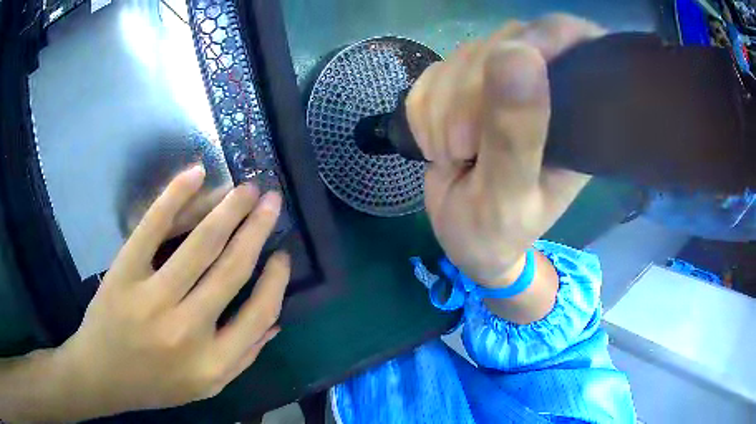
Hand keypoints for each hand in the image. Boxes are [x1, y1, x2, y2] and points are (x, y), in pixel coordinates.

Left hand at [56, 165, 289, 417]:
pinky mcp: (124, 273)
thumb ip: (243, 358)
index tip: (282, 254)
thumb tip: (275, 322)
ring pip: (200, 244)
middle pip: (232, 269)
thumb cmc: (155, 384)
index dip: (277, 279)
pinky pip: (152, 229)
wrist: (102, 375)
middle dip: (257, 228)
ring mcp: (152, 299)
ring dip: (229, 209)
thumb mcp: (205, 386)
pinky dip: (175, 196)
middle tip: (272, 200)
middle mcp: (187, 331)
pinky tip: (197, 174)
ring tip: (247, 188)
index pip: (259, 313)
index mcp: (213, 363)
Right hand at [407, 15, 602, 286]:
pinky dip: (424, 109)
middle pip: (506, 42)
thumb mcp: (509, 195)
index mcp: (576, 114)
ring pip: (464, 55)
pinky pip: (434, 73)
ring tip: (450, 156)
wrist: (463, 238)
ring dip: (441, 107)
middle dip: (469, 93)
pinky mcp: (464, 87)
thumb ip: (516, 134)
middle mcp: (544, 88)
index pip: (573, 41)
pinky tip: (435, 144)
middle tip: (460, 149)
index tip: (510, 67)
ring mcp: (502, 83)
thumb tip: (517, 53)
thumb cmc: (497, 231)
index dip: (544, 38)